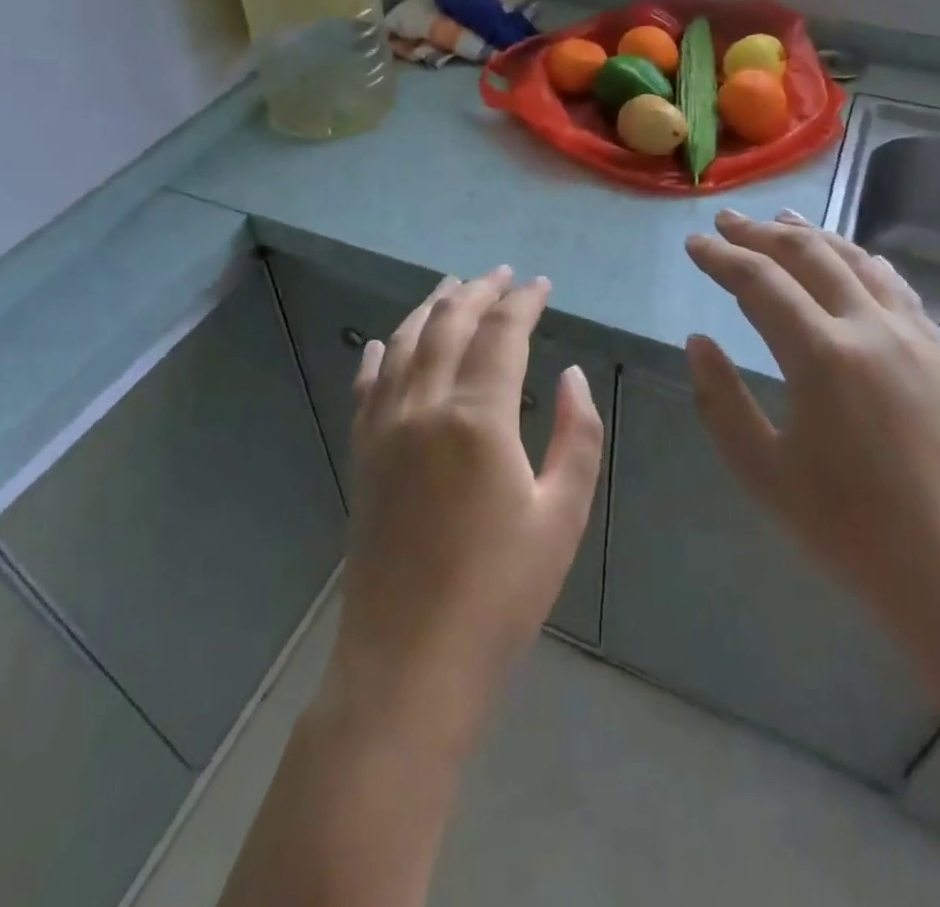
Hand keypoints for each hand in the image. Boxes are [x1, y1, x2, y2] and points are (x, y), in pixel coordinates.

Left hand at [323, 268, 605, 758]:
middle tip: (501, 275)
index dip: (524, 302)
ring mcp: (385, 429)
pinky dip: (381, 355)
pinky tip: (387, 341)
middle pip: (450, 325)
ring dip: (431, 309)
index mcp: (478, 417)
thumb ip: (576, 435)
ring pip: (405, 344)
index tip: (541, 285)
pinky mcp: (363, 455)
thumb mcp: (562, 515)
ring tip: (452, 286)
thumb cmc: (501, 594)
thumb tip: (571, 375)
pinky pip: (368, 387)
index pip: (502, 333)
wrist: (409, 664)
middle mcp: (424, 407)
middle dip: (478, 292)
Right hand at [683, 210, 939, 655]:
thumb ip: (722, 401)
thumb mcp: (763, 472)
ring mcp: (913, 336)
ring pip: (856, 261)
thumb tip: (697, 342)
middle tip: (727, 221)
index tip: (694, 244)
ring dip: (813, 235)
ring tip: (783, 221)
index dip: (721, 257)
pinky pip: (895, 286)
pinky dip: (862, 261)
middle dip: (761, 232)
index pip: (759, 282)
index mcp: (820, 356)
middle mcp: (869, 328)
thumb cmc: (851, 530)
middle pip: (808, 255)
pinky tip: (854, 259)